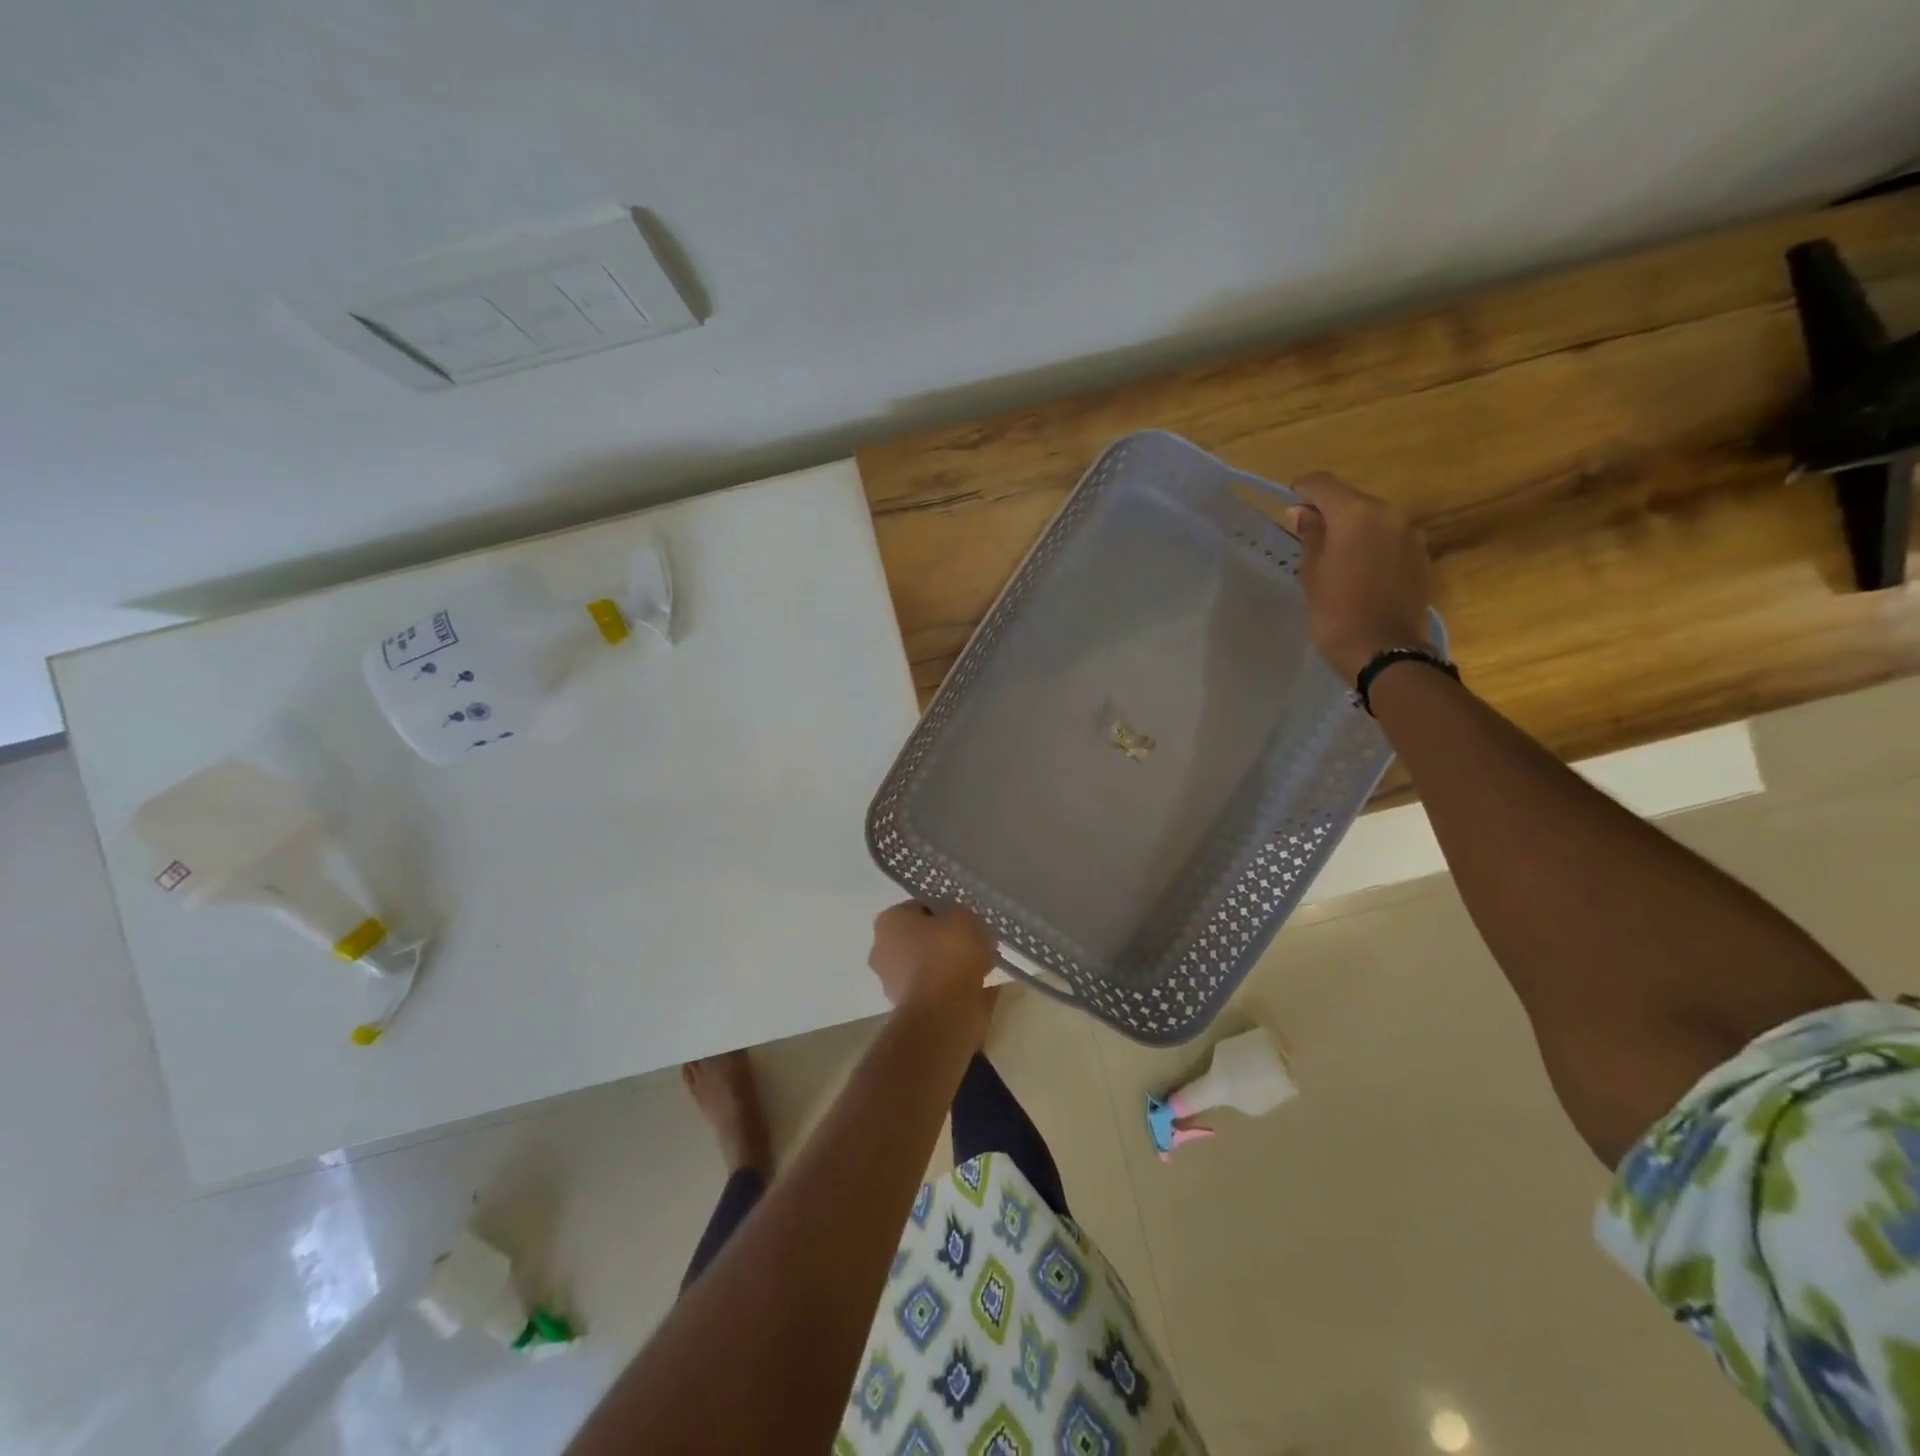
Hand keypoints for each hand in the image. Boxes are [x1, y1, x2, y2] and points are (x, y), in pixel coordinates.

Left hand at [868, 902, 995, 1012]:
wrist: (943, 1012)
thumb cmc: (948, 953)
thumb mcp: (963, 917)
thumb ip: (959, 914)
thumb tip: (956, 922)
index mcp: (889, 921)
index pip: (919, 907)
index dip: (945, 911)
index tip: (965, 920)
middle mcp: (882, 950)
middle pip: (920, 938)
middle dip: (944, 941)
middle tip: (973, 943)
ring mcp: (892, 982)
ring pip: (926, 966)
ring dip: (948, 966)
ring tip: (980, 967)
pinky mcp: (908, 1009)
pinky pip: (934, 990)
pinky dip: (951, 989)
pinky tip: (975, 989)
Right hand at [1279, 472, 1434, 682]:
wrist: (1384, 651)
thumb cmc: (1335, 612)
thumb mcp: (1311, 573)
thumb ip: (1309, 536)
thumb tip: (1302, 512)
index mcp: (1356, 514)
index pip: (1323, 484)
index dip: (1302, 490)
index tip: (1288, 505)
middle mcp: (1389, 514)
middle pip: (1353, 501)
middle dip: (1330, 513)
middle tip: (1308, 538)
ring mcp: (1411, 536)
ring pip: (1374, 521)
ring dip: (1354, 531)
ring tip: (1335, 559)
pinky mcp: (1422, 558)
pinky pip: (1390, 541)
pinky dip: (1373, 547)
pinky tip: (1360, 573)